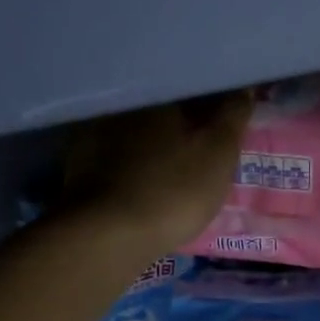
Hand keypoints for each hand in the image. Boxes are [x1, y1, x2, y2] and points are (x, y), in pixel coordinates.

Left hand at [64, 91, 252, 250]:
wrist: (107, 236)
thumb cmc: (173, 189)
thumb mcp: (219, 154)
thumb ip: (233, 116)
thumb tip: (243, 87)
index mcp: (158, 92)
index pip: (192, 85)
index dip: (212, 100)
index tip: (224, 116)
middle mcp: (122, 102)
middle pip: (160, 105)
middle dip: (180, 119)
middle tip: (198, 140)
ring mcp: (92, 132)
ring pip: (134, 129)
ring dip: (152, 140)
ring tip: (170, 160)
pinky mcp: (76, 163)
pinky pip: (113, 153)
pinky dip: (130, 161)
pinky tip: (140, 178)